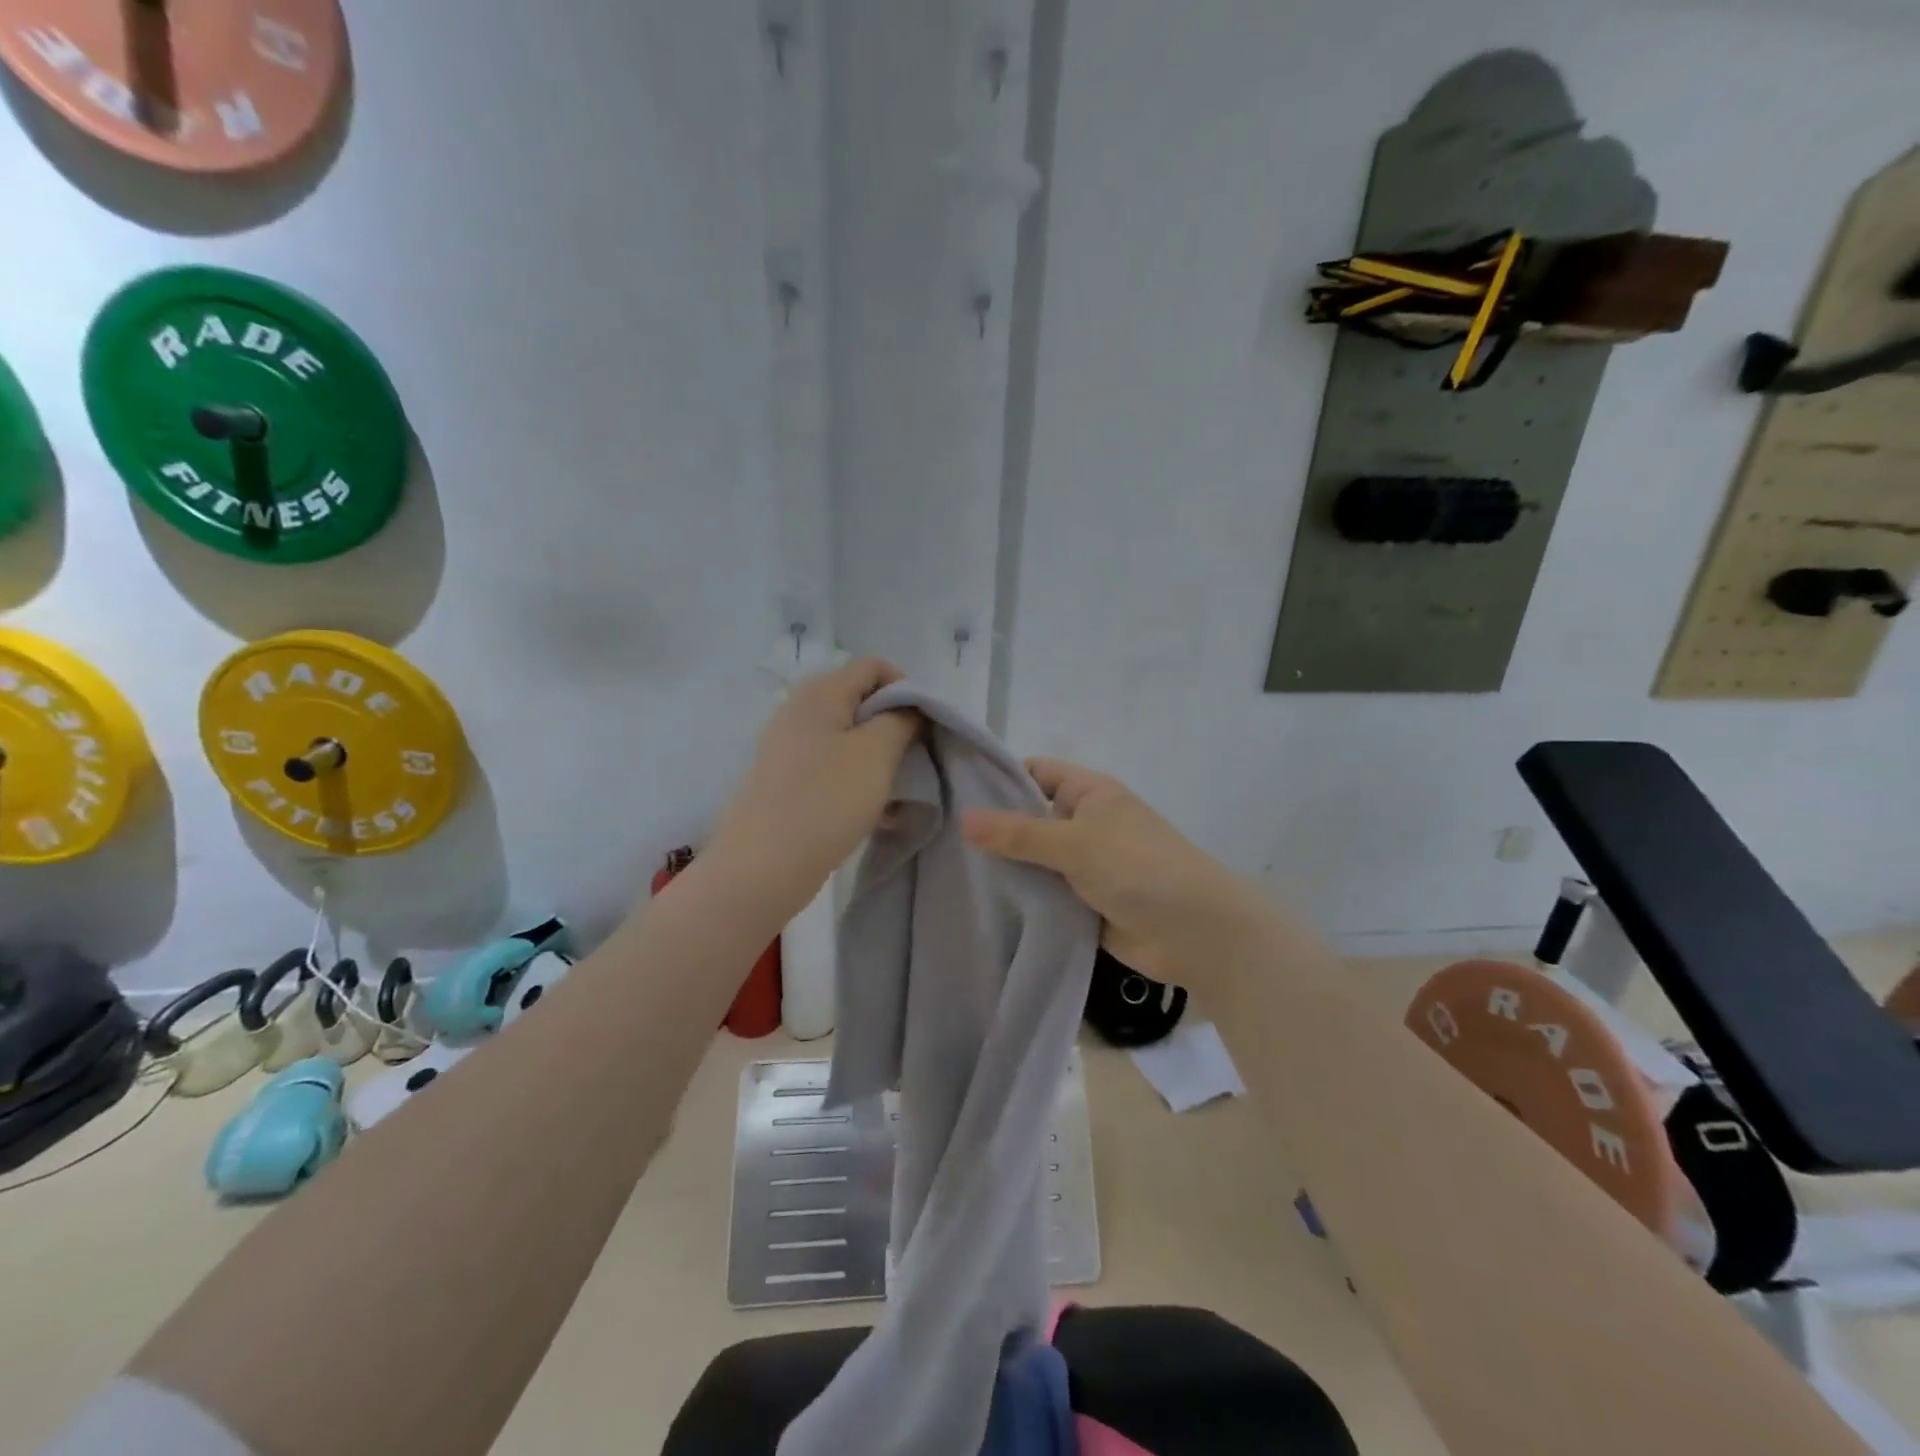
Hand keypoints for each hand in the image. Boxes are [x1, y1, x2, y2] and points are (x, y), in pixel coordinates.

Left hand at [708, 658, 918, 917]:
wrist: (763, 866)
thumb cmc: (826, 800)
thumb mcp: (876, 752)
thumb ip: (901, 718)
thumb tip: (908, 707)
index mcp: (819, 693)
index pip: (873, 666)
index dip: (907, 688)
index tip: (925, 725)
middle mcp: (799, 711)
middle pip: (861, 702)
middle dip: (895, 727)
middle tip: (915, 759)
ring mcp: (789, 748)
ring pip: (850, 740)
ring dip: (880, 760)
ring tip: (898, 794)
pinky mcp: (787, 781)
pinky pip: (833, 768)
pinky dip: (858, 782)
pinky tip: (877, 814)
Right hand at [961, 759, 1268, 994]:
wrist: (1196, 933)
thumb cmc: (1140, 868)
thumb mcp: (1076, 843)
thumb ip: (1019, 833)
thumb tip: (964, 819)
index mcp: (1089, 794)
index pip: (1036, 772)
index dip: (1000, 777)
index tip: (953, 790)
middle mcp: (1085, 824)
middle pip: (1030, 818)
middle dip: (994, 829)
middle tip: (940, 837)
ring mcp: (1084, 865)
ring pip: (1034, 860)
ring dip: (1006, 868)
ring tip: (948, 872)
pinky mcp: (1083, 903)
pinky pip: (1044, 895)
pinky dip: (1021, 899)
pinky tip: (981, 906)